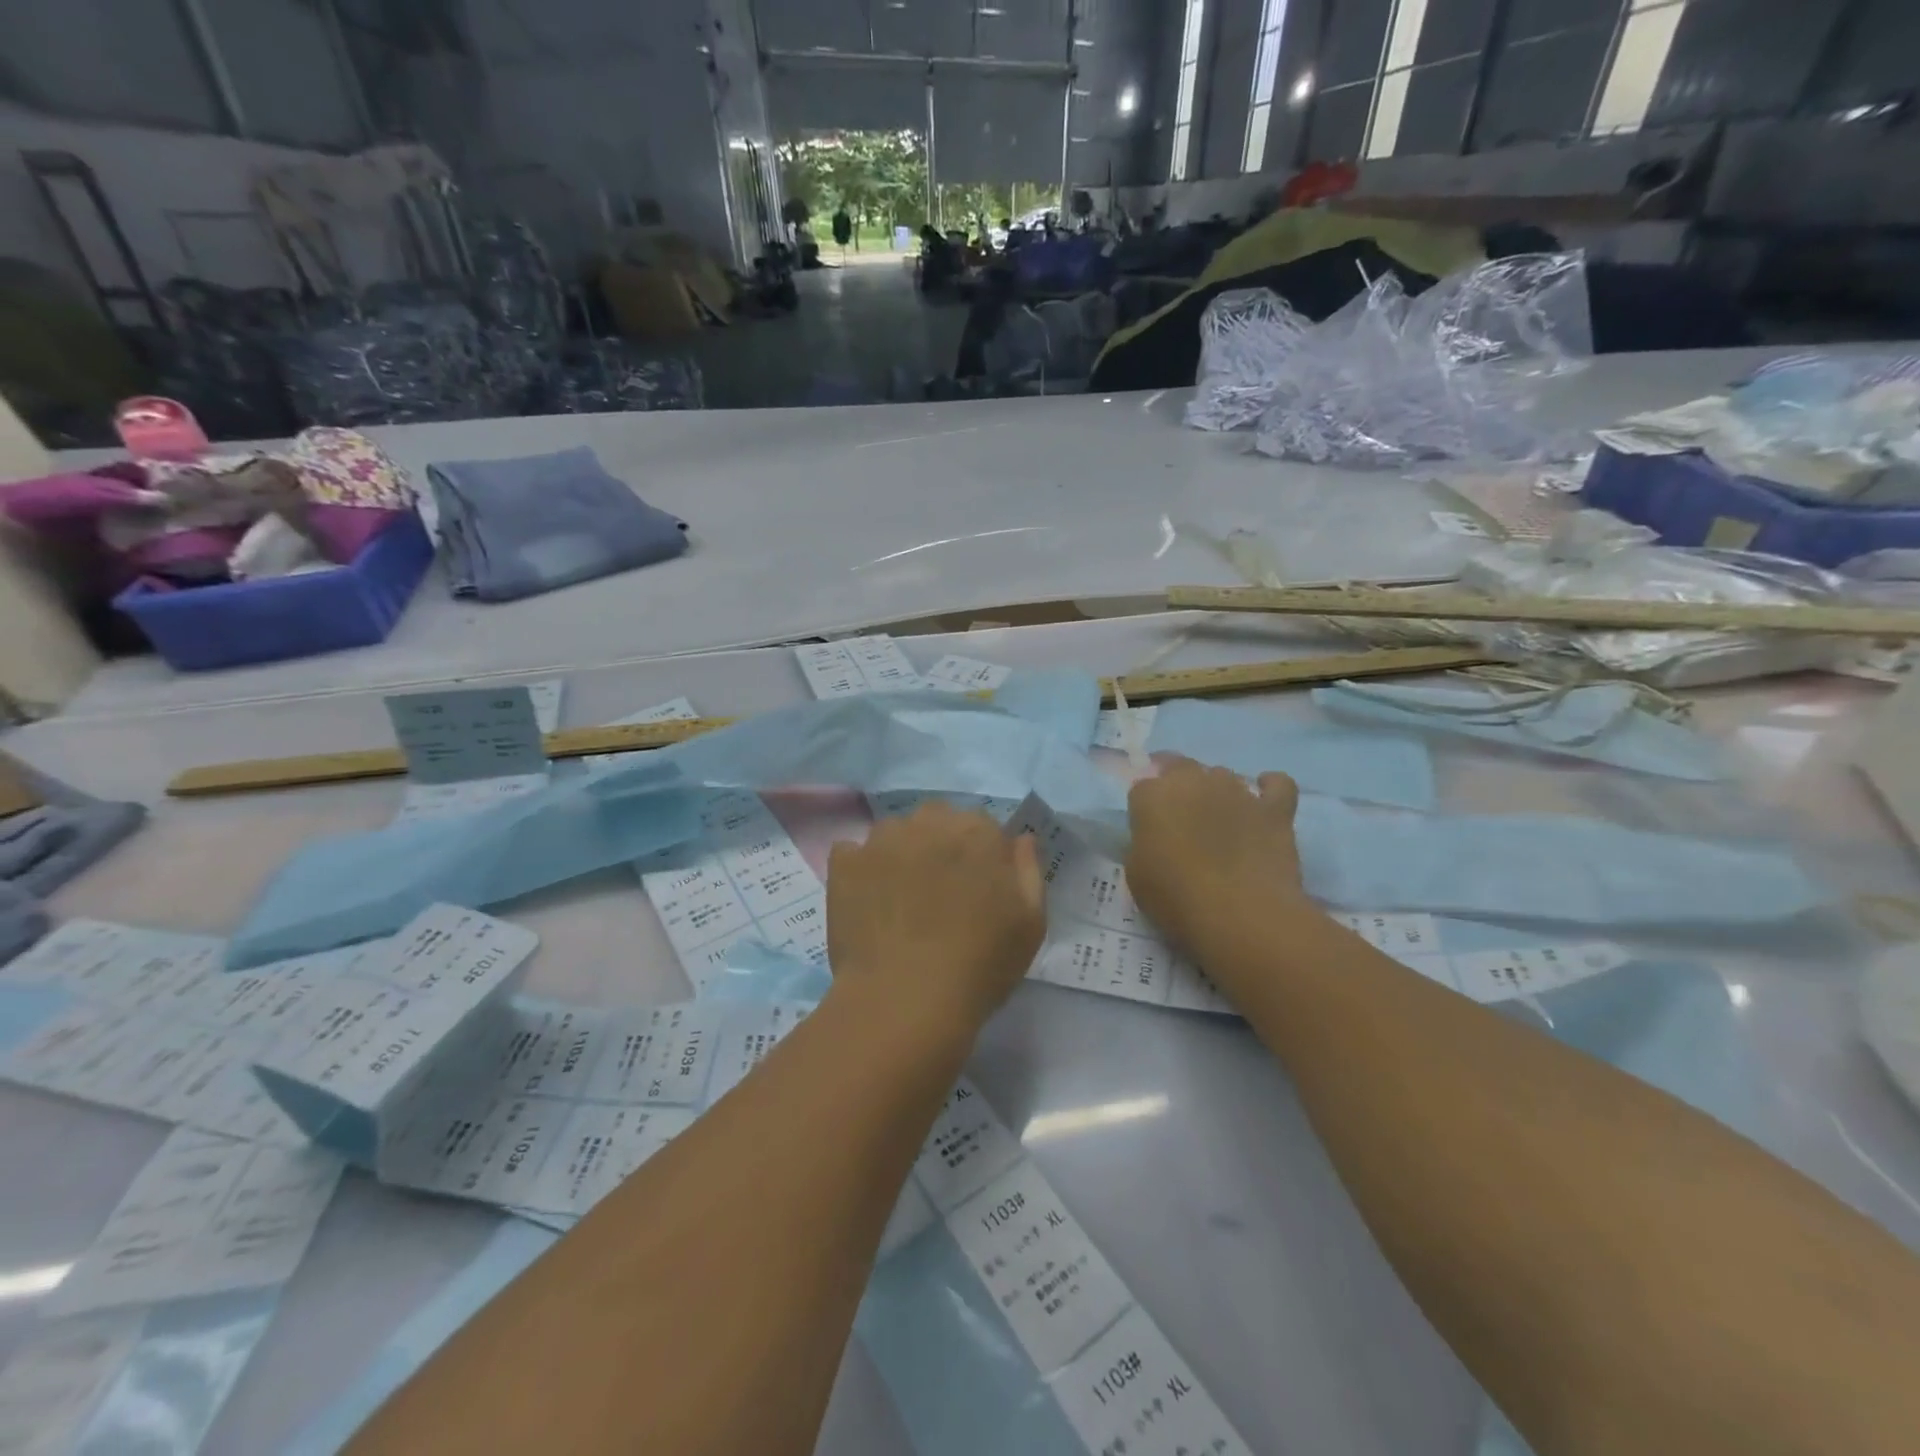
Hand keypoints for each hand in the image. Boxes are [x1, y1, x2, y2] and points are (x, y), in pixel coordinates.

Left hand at [827, 802, 1045, 1036]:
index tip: (977, 890)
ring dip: (901, 853)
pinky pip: (852, 853)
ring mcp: (882, 839)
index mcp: (978, 831)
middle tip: (939, 894)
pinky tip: (868, 901)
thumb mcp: (1031, 923)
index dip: (980, 858)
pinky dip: (860, 869)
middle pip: (937, 822)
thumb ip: (1028, 870)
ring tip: (900, 900)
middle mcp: (929, 821)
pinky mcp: (845, 862)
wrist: (906, 1000)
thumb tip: (1020, 839)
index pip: (982, 828)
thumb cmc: (980, 965)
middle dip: (939, 846)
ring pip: (895, 834)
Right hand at [1126, 758, 1315, 975]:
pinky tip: (1264, 800)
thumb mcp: (1136, 875)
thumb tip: (1155, 837)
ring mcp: (1238, 791)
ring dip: (1217, 792)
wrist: (1240, 915)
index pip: (1143, 786)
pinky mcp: (1274, 808)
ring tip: (1220, 822)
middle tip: (1180, 820)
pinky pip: (1277, 784)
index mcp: (1153, 795)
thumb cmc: (1176, 898)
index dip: (1145, 808)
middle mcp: (1194, 781)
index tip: (1149, 830)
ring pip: (1223, 776)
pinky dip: (1270, 787)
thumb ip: (1142, 843)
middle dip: (1178, 787)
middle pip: (1181, 768)